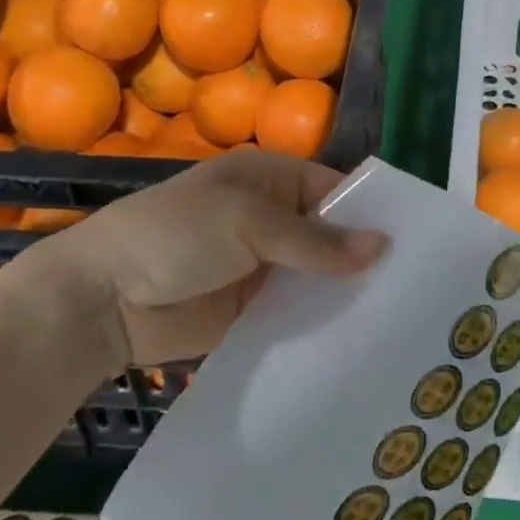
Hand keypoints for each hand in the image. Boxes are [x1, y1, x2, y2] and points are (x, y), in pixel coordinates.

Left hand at [32, 150, 387, 366]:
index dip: (370, 214)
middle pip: (330, 235)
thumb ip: (315, 239)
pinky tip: (357, 341)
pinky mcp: (252, 309)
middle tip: (416, 288)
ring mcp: (262, 266)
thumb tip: (383, 246)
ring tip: (399, 318)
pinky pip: (296, 312)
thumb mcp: (248, 223)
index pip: (334, 190)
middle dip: (363, 258)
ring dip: (345, 293)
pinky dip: (319, 322)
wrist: (103, 298)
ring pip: (316, 277)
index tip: (414, 244)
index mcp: (270, 179)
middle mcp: (272, 219)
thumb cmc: (176, 235)